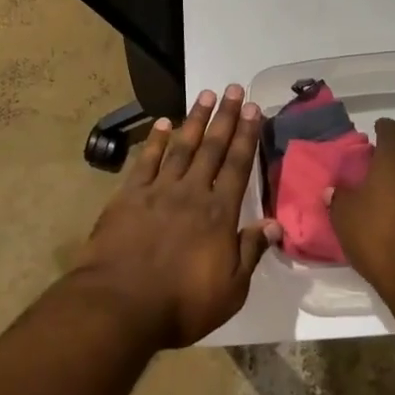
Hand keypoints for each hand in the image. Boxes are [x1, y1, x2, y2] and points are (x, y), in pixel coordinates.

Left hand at [73, 85, 280, 347]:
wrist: (120, 305)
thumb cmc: (180, 304)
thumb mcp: (230, 290)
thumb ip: (251, 252)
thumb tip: (274, 223)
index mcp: (219, 213)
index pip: (238, 165)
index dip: (248, 136)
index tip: (255, 109)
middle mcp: (192, 192)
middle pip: (212, 147)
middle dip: (226, 117)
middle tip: (235, 89)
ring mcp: (159, 191)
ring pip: (182, 146)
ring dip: (195, 119)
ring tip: (206, 95)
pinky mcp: (129, 196)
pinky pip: (146, 161)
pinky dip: (156, 140)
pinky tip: (164, 123)